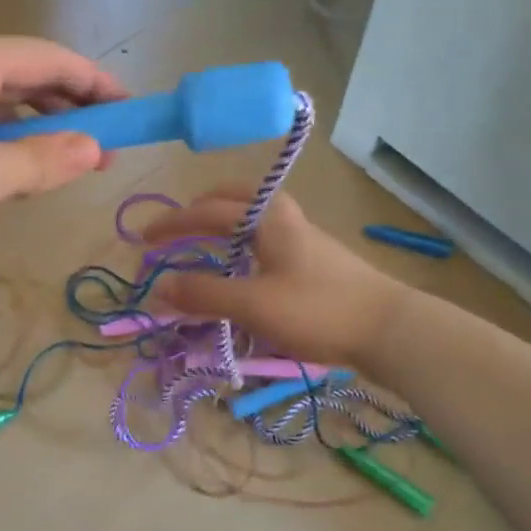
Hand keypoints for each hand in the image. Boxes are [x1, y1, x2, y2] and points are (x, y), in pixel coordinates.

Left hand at [0, 32, 125, 261]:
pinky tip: (15, 163)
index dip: (95, 82)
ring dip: (36, 123)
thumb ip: (43, 160)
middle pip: (23, 73)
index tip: (129, 108)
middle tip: (105, 140)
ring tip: (69, 155)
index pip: (48, 58)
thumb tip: (95, 150)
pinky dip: (2, 136)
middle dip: (68, 105)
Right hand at [142, 184, 409, 366]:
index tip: (142, 240)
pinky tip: (238, 271)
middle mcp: (282, 217)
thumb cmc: (317, 309)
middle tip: (173, 229)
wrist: (389, 328)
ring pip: (249, 221)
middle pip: (231, 201)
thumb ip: (204, 295)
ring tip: (198, 248)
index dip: (171, 224)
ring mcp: (300, 237)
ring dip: (219, 229)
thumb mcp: (253, 304)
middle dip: (197, 211)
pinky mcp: (312, 261)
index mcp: (265, 217)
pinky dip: (238, 248)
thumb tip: (159, 288)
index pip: (205, 210)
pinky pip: (262, 242)